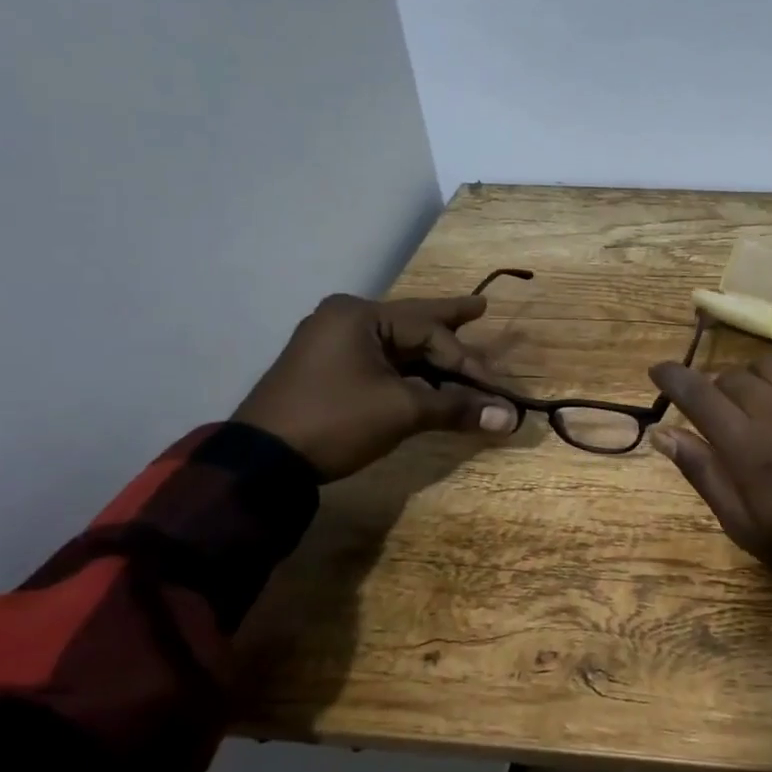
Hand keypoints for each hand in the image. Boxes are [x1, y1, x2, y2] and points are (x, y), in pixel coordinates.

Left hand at [233, 294, 515, 480]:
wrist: (261, 462)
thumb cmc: (335, 421)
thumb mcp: (401, 411)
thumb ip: (457, 408)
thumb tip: (510, 418)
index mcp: (360, 316)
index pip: (431, 332)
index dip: (469, 363)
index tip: (498, 390)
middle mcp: (345, 319)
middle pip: (414, 324)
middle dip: (451, 324)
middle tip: (482, 309)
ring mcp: (332, 344)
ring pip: (398, 345)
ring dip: (432, 356)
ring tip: (463, 347)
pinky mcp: (327, 370)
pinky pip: (381, 362)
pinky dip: (410, 371)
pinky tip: (429, 377)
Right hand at [647, 321, 771, 584]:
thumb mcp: (745, 527)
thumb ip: (704, 475)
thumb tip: (662, 434)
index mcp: (748, 448)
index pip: (698, 394)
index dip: (671, 377)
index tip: (658, 371)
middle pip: (732, 378)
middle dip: (715, 391)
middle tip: (720, 415)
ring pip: (771, 363)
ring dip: (752, 375)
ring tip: (754, 397)